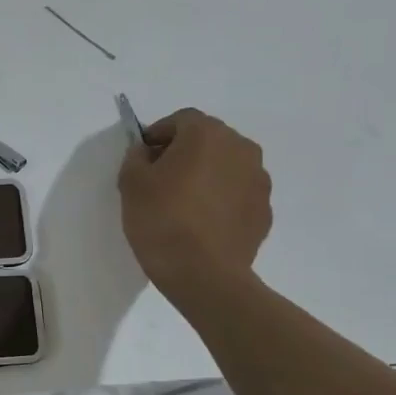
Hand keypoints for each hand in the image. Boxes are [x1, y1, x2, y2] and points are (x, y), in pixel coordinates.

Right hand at [117, 108, 271, 301]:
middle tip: (160, 179)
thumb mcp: (131, 183)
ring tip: (183, 203)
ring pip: (226, 166)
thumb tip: (148, 152)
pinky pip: (237, 193)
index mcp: (207, 134)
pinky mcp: (265, 210)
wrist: (204, 274)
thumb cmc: (162, 220)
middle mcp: (241, 148)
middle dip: (184, 152)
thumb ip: (136, 157)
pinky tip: (202, 223)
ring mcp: (258, 180)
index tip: (142, 158)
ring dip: (206, 174)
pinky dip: (221, 199)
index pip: (181, 120)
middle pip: (208, 139)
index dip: (158, 134)